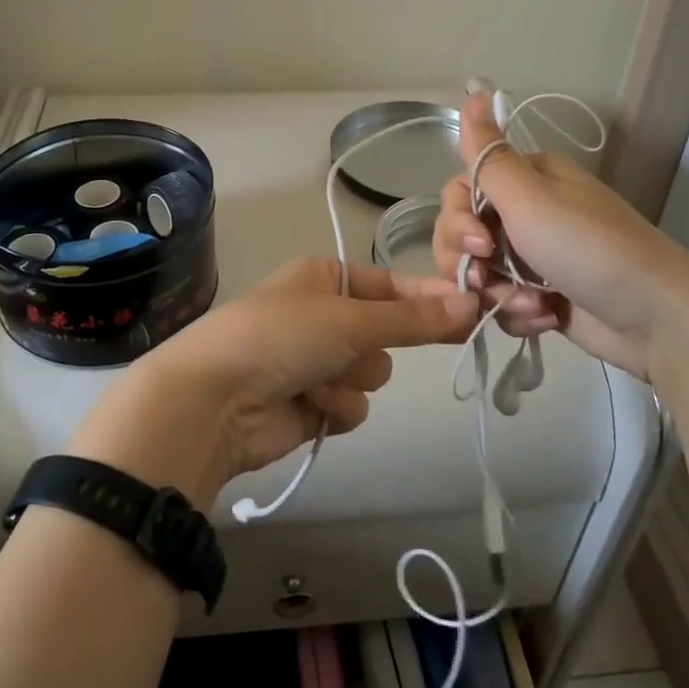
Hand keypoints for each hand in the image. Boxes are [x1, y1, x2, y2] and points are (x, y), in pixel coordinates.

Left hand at [67, 258, 478, 507]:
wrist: (215, 401)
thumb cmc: (282, 337)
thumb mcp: (352, 319)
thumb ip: (414, 318)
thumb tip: (473, 303)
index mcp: (323, 278)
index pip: (390, 283)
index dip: (426, 296)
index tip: (470, 307)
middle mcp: (320, 316)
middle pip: (385, 333)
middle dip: (373, 347)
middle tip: (358, 349)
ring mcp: (314, 362)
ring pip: (370, 373)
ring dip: (351, 380)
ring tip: (316, 380)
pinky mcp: (310, 405)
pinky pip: (350, 407)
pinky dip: (335, 408)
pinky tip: (308, 407)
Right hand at [431, 92, 688, 384]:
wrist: (656, 318)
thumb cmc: (588, 248)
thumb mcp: (530, 197)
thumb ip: (488, 154)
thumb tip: (472, 89)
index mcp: (526, 179)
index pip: (460, 191)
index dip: (456, 219)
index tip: (478, 242)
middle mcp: (527, 213)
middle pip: (462, 234)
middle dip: (469, 262)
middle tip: (489, 278)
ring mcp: (534, 257)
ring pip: (479, 273)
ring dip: (497, 293)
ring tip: (533, 304)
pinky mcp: (542, 295)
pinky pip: (503, 302)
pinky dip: (517, 312)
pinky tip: (544, 318)